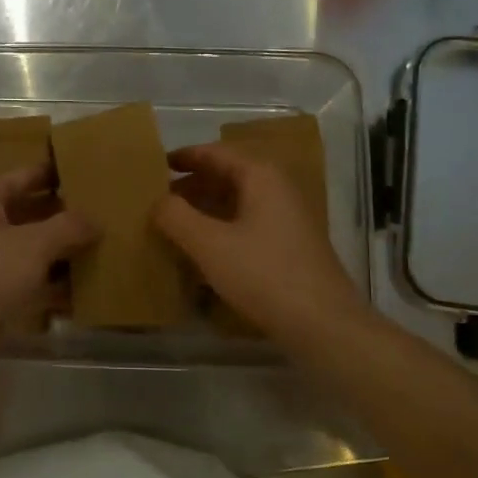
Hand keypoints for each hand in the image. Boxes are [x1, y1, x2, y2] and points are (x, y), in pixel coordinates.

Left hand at [0, 164, 96, 345]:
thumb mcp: (33, 244)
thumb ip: (69, 227)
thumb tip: (96, 220)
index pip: (27, 175)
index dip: (58, 174)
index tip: (93, 172)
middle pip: (31, 213)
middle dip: (66, 218)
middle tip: (108, 215)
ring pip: (32, 251)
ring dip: (63, 255)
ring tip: (106, 251)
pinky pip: (28, 283)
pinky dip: (53, 287)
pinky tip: (86, 292)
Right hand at [155, 143, 370, 344]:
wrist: (323, 324)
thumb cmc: (264, 275)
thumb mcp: (210, 244)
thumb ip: (176, 217)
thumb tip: (158, 201)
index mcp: (261, 176)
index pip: (216, 153)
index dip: (184, 157)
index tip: (154, 165)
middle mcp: (277, 188)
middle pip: (228, 175)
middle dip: (192, 185)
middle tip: (157, 200)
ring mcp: (287, 218)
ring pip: (237, 202)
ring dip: (205, 209)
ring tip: (173, 225)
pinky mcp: (289, 246)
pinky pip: (247, 225)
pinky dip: (221, 229)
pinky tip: (202, 251)